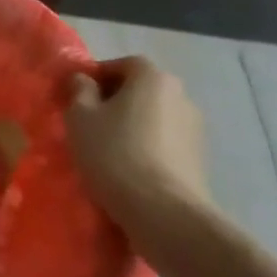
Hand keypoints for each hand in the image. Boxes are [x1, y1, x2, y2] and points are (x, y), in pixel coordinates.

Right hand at [65, 56, 212, 250]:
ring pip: (153, 117)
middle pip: (141, 90)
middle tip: (89, 122)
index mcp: (153, 78)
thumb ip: (79, 91)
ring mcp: (195, 129)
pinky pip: (164, 142)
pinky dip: (147, 147)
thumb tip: (83, 79)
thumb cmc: (114, 153)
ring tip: (107, 149)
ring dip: (132, 126)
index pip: (122, 64)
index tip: (77, 97)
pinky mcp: (199, 159)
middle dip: (115, 101)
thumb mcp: (80, 117)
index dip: (98, 76)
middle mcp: (181, 96)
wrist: (163, 212)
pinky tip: (128, 168)